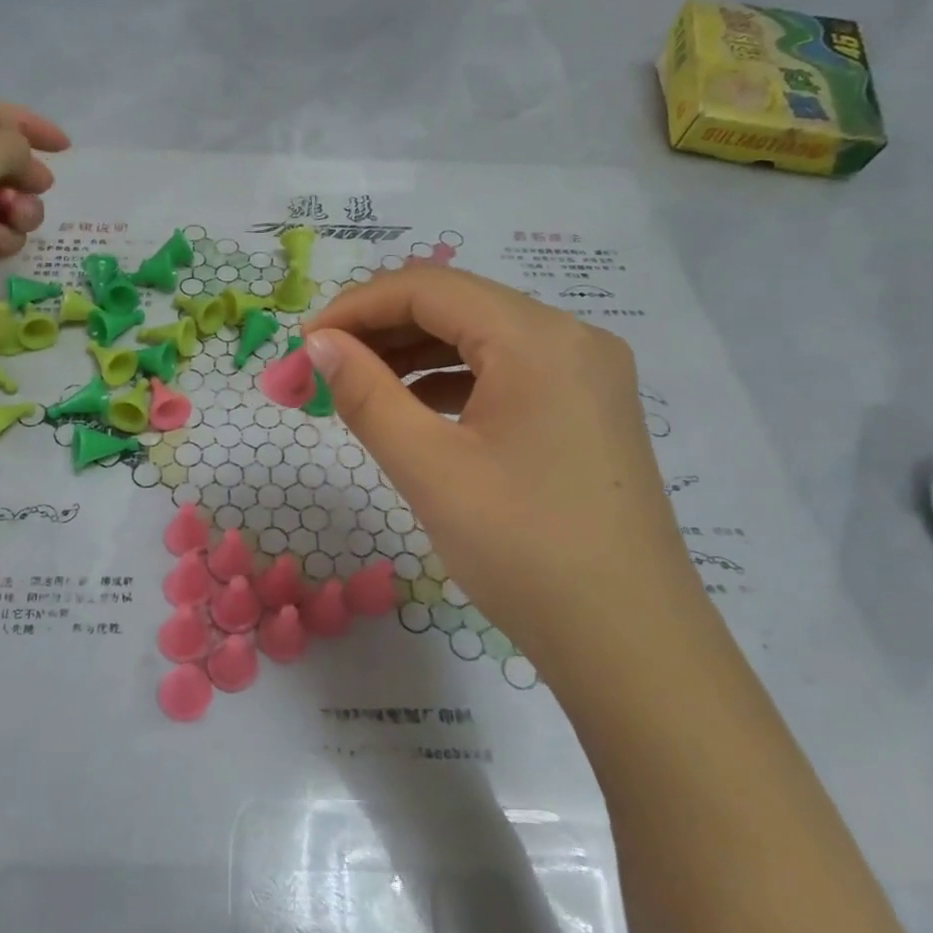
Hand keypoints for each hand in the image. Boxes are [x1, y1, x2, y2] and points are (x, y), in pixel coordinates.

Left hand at [0, 96, 68, 376]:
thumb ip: (18, 148)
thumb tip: (27, 170)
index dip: (31, 126)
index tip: (66, 148)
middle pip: (6, 166)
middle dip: (29, 177)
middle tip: (36, 187)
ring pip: (7, 207)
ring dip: (22, 211)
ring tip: (13, 217)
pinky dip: (4, 238)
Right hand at [304, 269, 705, 680]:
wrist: (630, 644)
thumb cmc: (523, 550)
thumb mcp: (429, 468)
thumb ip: (366, 394)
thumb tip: (319, 343)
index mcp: (538, 338)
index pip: (429, 288)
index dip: (356, 306)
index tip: (303, 343)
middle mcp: (571, 338)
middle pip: (458, 306)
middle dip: (381, 328)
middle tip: (321, 366)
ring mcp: (587, 374)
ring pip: (482, 338)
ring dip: (414, 353)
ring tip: (358, 384)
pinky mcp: (587, 410)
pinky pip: (507, 372)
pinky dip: (452, 380)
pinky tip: (415, 407)